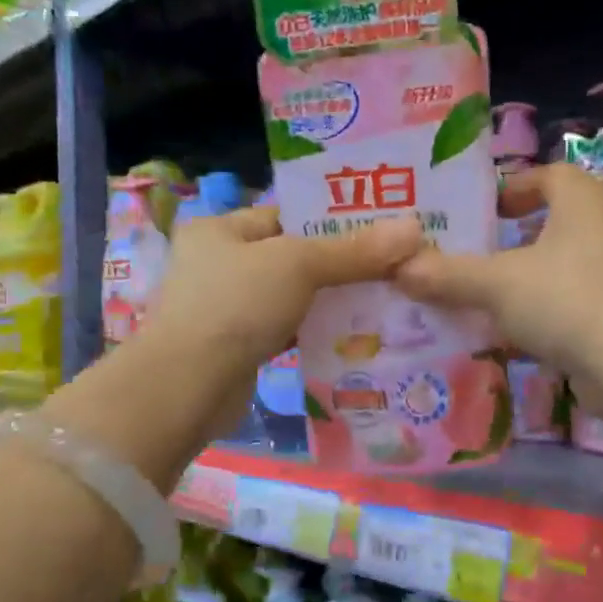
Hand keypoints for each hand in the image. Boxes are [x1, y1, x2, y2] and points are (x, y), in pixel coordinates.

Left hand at [144, 205, 424, 435]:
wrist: (189, 386)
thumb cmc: (236, 305)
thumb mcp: (298, 265)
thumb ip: (354, 250)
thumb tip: (414, 229)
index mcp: (221, 228)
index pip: (287, 214)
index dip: (334, 220)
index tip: (382, 229)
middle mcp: (219, 262)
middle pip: (292, 255)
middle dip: (340, 263)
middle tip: (393, 265)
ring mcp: (226, 306)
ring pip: (291, 294)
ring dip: (330, 298)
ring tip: (384, 296)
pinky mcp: (238, 344)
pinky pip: (286, 327)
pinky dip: (314, 328)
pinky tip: (353, 332)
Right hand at [394, 163, 602, 379]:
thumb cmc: (565, 298)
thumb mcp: (496, 283)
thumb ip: (447, 275)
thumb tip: (398, 269)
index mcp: (581, 202)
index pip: (549, 176)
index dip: (514, 186)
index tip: (482, 209)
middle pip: (552, 222)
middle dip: (511, 238)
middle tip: (469, 252)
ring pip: (558, 267)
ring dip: (522, 279)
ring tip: (478, 295)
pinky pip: (567, 304)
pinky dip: (538, 313)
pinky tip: (505, 335)